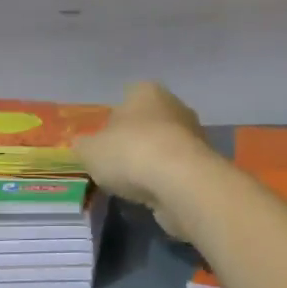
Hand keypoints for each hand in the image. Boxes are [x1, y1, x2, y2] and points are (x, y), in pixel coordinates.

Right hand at [75, 82, 217, 235]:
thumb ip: (84, 146)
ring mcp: (193, 135)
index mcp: (146, 91)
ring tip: (133, 185)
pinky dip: (165, 181)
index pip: (127, 97)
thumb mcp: (89, 150)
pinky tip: (153, 196)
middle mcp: (174, 106)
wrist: (180, 182)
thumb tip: (83, 146)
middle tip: (116, 164)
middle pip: (148, 122)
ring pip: (164, 147)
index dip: (113, 119)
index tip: (104, 142)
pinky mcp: (204, 165)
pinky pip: (177, 170)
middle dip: (135, 141)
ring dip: (151, 163)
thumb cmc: (130, 153)